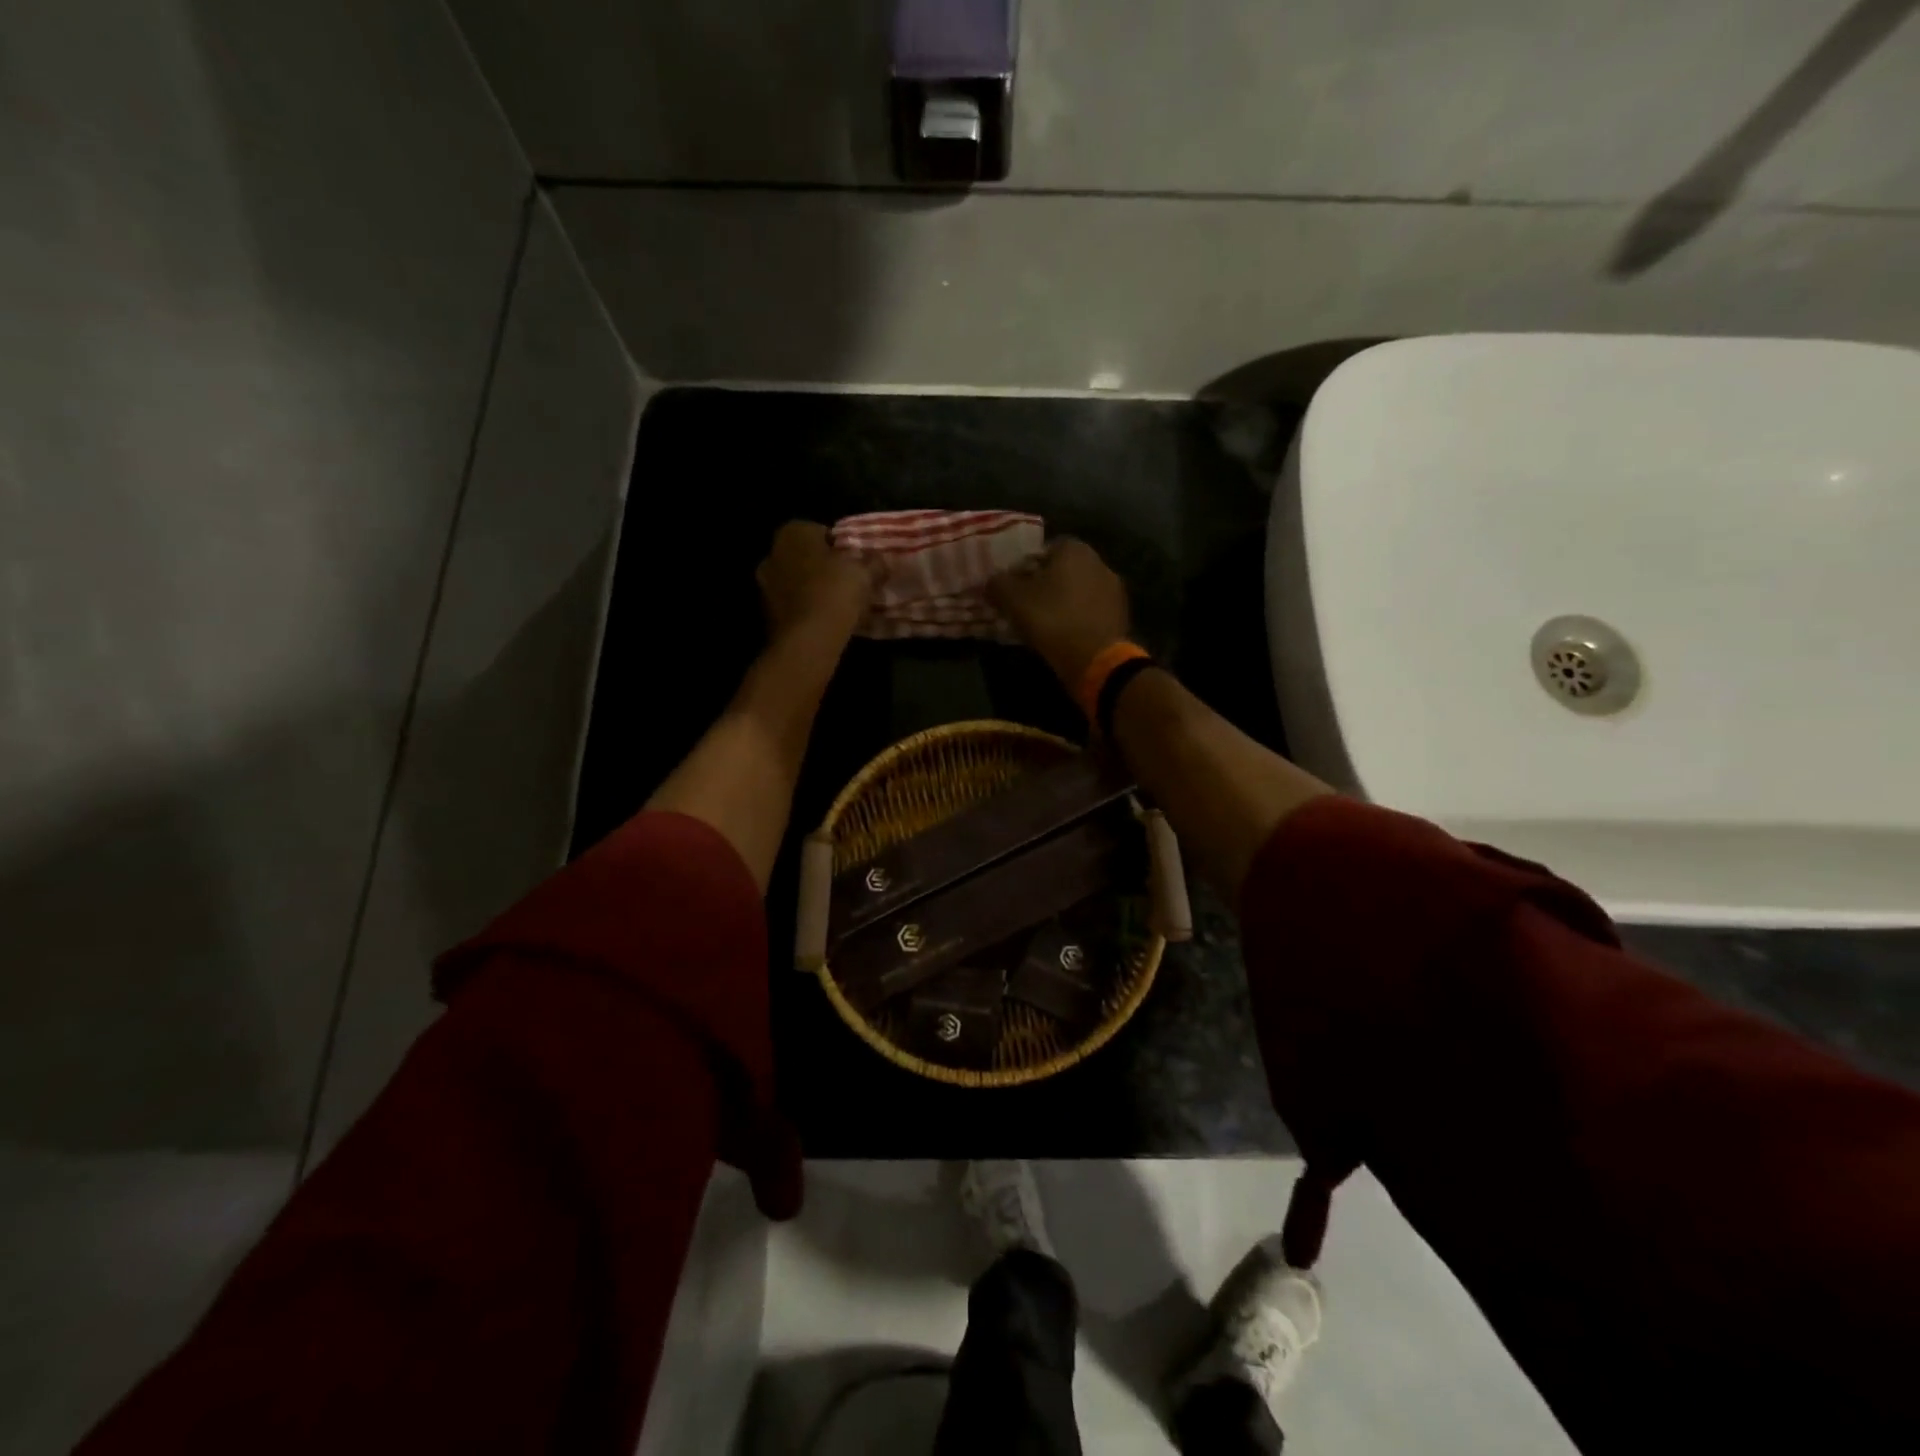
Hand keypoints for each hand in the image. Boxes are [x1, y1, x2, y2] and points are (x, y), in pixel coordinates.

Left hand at [756, 520, 880, 642]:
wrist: (808, 638)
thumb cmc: (835, 592)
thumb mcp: (864, 573)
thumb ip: (873, 563)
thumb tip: (880, 560)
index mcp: (793, 533)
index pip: (820, 532)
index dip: (839, 547)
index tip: (854, 563)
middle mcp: (772, 553)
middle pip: (804, 557)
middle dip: (821, 567)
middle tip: (846, 583)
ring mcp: (764, 585)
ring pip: (795, 582)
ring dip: (811, 589)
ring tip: (836, 606)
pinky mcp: (765, 613)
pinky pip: (791, 605)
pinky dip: (804, 609)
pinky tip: (823, 621)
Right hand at [989, 537, 1130, 686]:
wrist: (1096, 658)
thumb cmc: (1052, 619)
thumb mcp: (1013, 599)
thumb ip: (998, 584)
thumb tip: (991, 582)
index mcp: (1074, 549)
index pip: (1044, 549)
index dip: (1025, 567)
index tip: (1014, 588)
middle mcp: (1099, 561)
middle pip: (1063, 570)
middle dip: (1045, 584)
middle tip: (1026, 606)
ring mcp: (1114, 588)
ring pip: (1078, 591)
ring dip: (1063, 602)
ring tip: (1045, 624)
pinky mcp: (1121, 614)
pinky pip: (1091, 610)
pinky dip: (1078, 618)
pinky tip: (1066, 635)